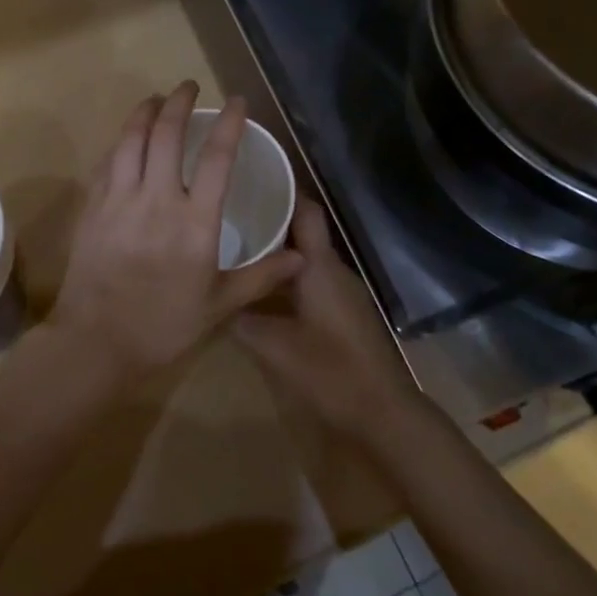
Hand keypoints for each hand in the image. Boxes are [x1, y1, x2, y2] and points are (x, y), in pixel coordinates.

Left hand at [50, 82, 302, 382]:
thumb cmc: (163, 326)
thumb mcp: (219, 305)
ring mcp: (120, 200)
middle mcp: (157, 200)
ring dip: (145, 112)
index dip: (229, 124)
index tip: (237, 102)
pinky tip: (126, 138)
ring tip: (156, 99)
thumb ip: (261, 276)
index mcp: (194, 223)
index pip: (216, 159)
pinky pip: (107, 161)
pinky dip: (120, 141)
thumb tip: (302, 258)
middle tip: (189, 87)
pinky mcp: (93, 207)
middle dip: (180, 102)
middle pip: (166, 134)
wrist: (96, 342)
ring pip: (131, 139)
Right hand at [236, 198, 423, 439]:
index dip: (282, 191)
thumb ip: (240, 320)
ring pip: (308, 259)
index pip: (305, 210)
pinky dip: (290, 278)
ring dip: (279, 253)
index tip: (249, 182)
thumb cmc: (330, 371)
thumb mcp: (273, 346)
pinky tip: (264, 292)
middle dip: (270, 222)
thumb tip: (213, 299)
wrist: (384, 413)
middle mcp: (334, 270)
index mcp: (319, 266)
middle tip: (230, 218)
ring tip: (239, 251)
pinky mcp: (346, 313)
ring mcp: (344, 292)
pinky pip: (314, 281)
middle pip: (303, 233)